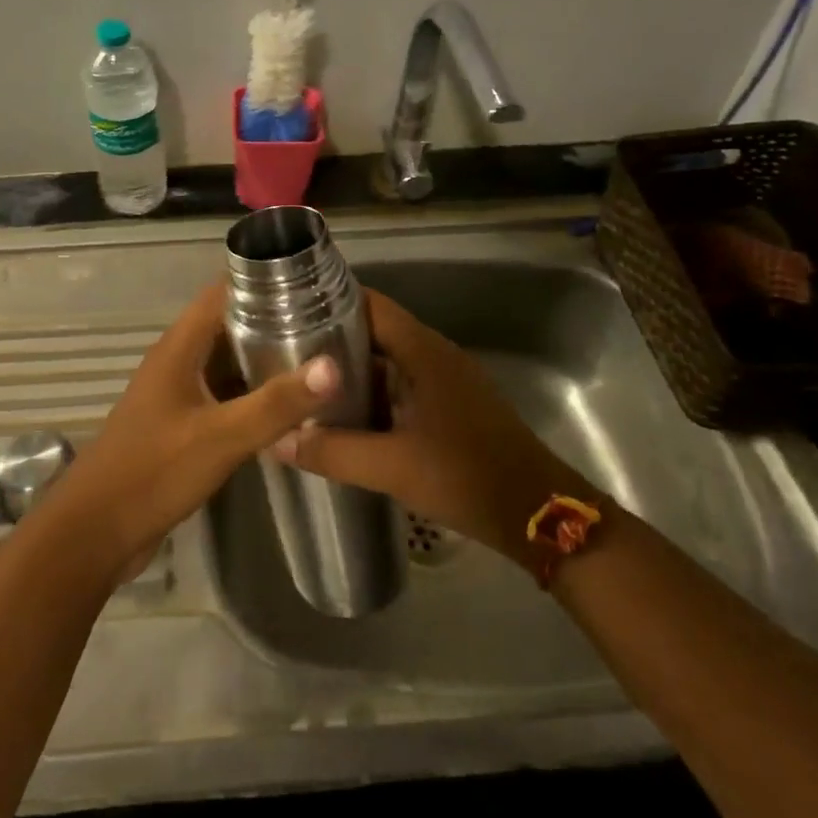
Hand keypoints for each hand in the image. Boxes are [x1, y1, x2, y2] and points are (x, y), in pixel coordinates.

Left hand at [37, 282, 339, 582]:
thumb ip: (276, 403)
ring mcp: (176, 394)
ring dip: (264, 359)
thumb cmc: (152, 473)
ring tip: (318, 359)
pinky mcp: (180, 425)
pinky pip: (222, 396)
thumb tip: (333, 366)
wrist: (95, 533)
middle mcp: (176, 362)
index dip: (261, 281)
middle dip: (272, 321)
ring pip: (226, 362)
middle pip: (227, 325)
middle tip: (328, 325)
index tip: (312, 284)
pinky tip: (288, 406)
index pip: (221, 293)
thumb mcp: (221, 437)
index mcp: (178, 348)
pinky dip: (252, 394)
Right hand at [278, 289, 595, 570]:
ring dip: (351, 370)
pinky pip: (403, 385)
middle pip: (375, 330)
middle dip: (332, 340)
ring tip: (305, 385)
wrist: (540, 515)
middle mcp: (434, 355)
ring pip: (388, 360)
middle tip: (286, 355)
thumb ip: (333, 452)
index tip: (288, 314)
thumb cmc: (467, 477)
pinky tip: (346, 417)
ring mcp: (447, 380)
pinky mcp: (452, 405)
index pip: (370, 304)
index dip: (329, 302)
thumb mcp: (393, 467)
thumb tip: (277, 440)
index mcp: (423, 352)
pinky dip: (373, 393)